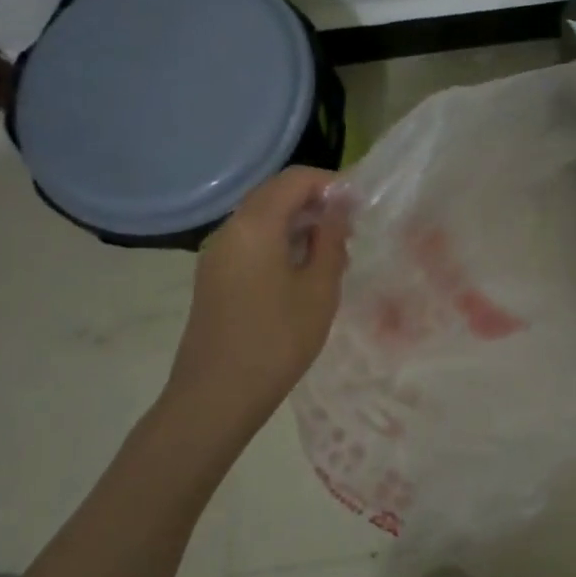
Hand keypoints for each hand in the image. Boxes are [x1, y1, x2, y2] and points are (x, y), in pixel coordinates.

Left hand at [164, 166, 352, 438]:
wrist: (215, 397)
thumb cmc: (276, 340)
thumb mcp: (319, 288)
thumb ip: (330, 239)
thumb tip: (340, 205)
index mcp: (255, 225)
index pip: (295, 179)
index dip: (331, 183)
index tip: (360, 206)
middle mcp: (230, 229)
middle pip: (275, 194)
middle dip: (315, 202)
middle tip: (350, 229)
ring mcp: (218, 253)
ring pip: (263, 218)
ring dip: (299, 223)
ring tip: (333, 253)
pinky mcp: (215, 276)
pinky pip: (252, 241)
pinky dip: (280, 242)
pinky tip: (304, 272)